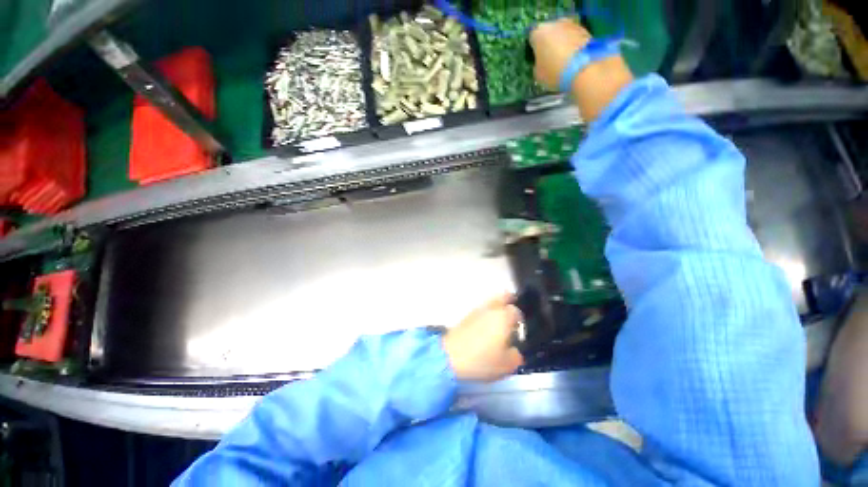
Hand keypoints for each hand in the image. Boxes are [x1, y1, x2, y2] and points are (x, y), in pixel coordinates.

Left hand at [442, 294, 523, 381]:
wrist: (450, 356)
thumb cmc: (481, 360)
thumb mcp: (505, 365)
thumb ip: (515, 356)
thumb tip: (514, 351)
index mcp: (503, 318)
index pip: (516, 311)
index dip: (520, 319)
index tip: (519, 329)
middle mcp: (490, 310)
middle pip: (501, 297)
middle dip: (508, 301)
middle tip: (511, 311)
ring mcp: (476, 311)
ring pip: (490, 303)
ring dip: (496, 308)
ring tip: (498, 321)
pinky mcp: (465, 316)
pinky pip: (480, 310)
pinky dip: (485, 314)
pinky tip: (485, 327)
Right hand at [530, 18, 592, 90]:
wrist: (583, 70)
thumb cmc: (554, 72)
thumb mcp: (538, 74)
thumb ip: (538, 64)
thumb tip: (542, 61)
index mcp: (539, 33)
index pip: (532, 38)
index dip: (534, 49)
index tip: (537, 59)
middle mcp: (555, 24)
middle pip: (549, 33)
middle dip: (549, 44)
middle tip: (550, 59)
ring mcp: (572, 25)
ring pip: (563, 34)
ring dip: (562, 44)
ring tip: (564, 61)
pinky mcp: (585, 30)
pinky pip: (574, 38)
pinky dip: (573, 46)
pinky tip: (573, 59)